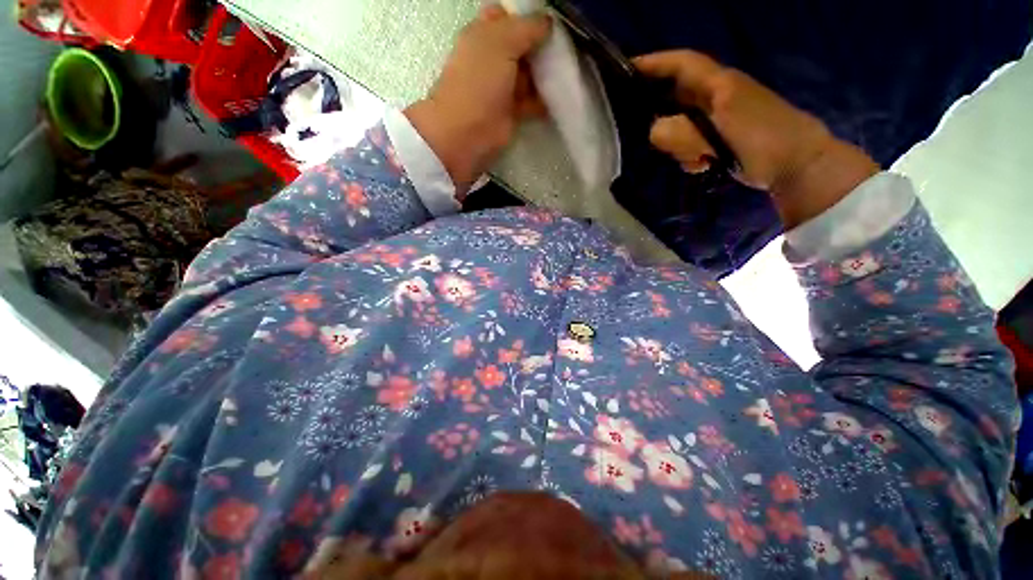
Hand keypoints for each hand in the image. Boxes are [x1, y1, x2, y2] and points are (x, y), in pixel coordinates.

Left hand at [405, 5, 549, 196]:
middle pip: (522, 46)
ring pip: (529, 74)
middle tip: (565, 46)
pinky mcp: (512, 111)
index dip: (525, 16)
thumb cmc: (479, 80)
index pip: (506, 16)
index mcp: (483, 34)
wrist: (468, 132)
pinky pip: (533, 100)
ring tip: (569, 69)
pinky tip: (562, 96)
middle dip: (542, 44)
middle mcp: (493, 58)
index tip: (550, 22)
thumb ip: (527, 28)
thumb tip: (548, 23)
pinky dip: (546, 99)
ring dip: (547, 73)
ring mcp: (502, 87)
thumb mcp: (502, 41)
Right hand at [635, 50, 878, 227]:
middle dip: (661, 116)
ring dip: (679, 143)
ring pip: (679, 124)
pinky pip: (690, 141)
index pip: (681, 63)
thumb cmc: (763, 140)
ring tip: (694, 158)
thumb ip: (680, 131)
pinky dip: (689, 154)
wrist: (798, 164)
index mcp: (718, 83)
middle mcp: (715, 95)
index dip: (653, 63)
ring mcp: (718, 117)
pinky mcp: (720, 137)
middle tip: (653, 136)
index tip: (626, 69)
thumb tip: (653, 131)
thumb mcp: (720, 132)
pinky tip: (701, 164)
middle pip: (673, 97)